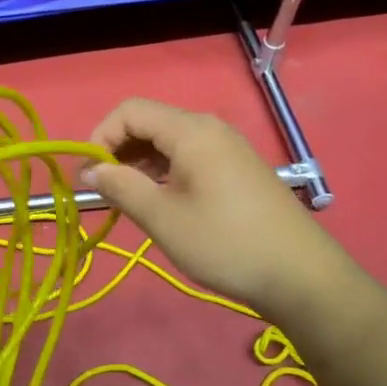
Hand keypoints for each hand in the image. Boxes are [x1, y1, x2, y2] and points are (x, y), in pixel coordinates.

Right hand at [82, 98, 345, 313]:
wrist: (300, 275)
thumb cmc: (225, 243)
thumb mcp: (163, 218)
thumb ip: (121, 187)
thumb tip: (89, 170)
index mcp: (191, 131)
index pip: (130, 111)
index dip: (100, 136)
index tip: (86, 175)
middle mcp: (210, 129)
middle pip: (150, 123)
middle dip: (118, 150)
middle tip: (101, 190)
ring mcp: (227, 148)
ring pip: (169, 142)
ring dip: (139, 163)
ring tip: (125, 199)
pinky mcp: (237, 169)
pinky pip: (189, 157)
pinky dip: (164, 171)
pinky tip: (159, 201)